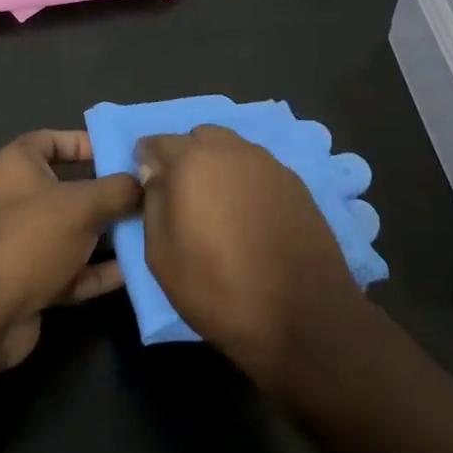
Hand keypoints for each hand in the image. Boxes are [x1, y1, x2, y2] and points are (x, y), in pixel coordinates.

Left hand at [0, 130, 140, 367]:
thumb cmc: (31, 237)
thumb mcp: (82, 204)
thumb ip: (118, 189)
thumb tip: (144, 183)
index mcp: (18, 164)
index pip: (54, 140)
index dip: (87, 143)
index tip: (122, 153)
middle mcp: (18, 198)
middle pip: (70, 187)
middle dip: (108, 192)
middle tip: (148, 193)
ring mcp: (23, 242)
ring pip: (74, 230)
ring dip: (108, 233)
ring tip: (150, 230)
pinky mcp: (31, 280)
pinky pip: (72, 268)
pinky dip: (99, 269)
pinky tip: (134, 270)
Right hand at [136, 125, 361, 387]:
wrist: (305, 314)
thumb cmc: (220, 290)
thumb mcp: (162, 257)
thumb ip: (153, 204)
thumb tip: (154, 174)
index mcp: (192, 162)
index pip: (157, 142)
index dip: (147, 161)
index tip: (148, 186)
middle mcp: (231, 150)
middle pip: (198, 138)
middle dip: (185, 158)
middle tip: (184, 197)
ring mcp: (268, 163)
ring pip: (232, 149)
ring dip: (218, 166)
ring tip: (219, 206)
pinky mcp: (295, 182)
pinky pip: (258, 167)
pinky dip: (246, 180)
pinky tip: (250, 214)